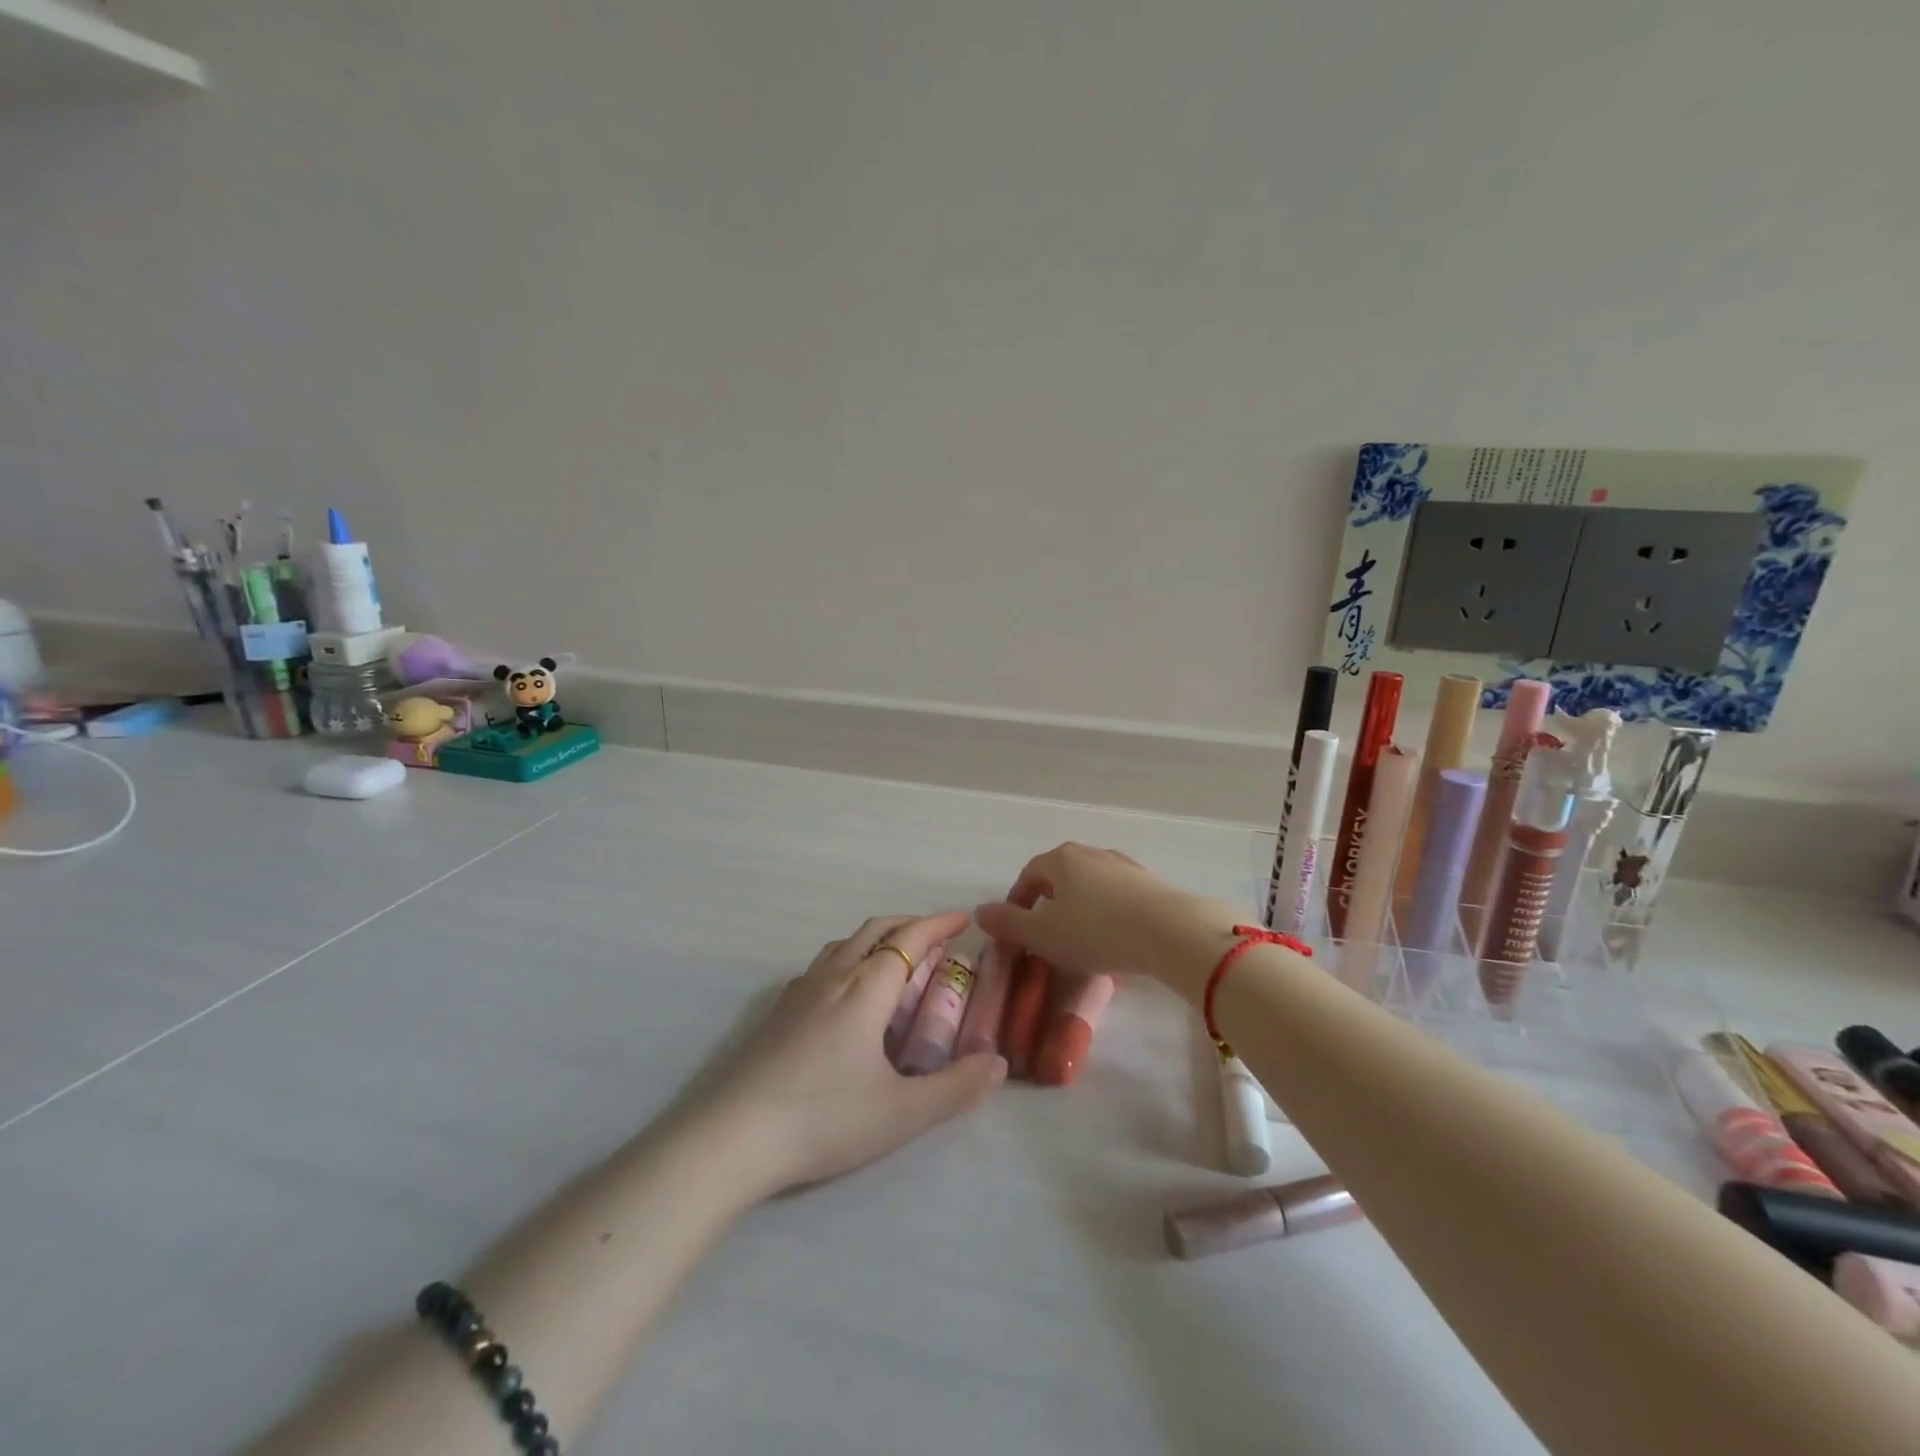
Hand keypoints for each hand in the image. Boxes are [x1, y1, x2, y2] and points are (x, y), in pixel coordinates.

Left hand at [711, 911, 1005, 1196]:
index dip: (938, 924)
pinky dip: (848, 958)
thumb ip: (955, 1088)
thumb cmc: (823, 1118)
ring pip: (844, 944)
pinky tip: (845, 992)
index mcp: (866, 989)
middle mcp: (833, 977)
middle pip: (875, 930)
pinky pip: (822, 966)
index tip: (963, 919)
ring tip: (895, 959)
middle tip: (937, 937)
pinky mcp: (777, 1012)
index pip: (909, 940)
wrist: (731, 1138)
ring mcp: (799, 992)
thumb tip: (998, 1064)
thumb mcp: (901, 1113)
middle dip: (910, 924)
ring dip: (877, 938)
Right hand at [974, 843, 1238, 1001]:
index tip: (1016, 929)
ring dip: (1079, 908)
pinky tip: (1114, 938)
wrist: (1170, 932)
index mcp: (1061, 859)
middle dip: (1049, 903)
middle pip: (1060, 875)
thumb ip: (1009, 924)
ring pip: (1090, 885)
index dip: (1018, 901)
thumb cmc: (1096, 932)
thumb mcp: (1043, 935)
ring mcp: (1124, 865)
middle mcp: (1091, 853)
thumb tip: (980, 912)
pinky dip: (1107, 913)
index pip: (1029, 874)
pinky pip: (1117, 896)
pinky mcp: (1150, 883)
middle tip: (1046, 934)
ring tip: (1080, 939)